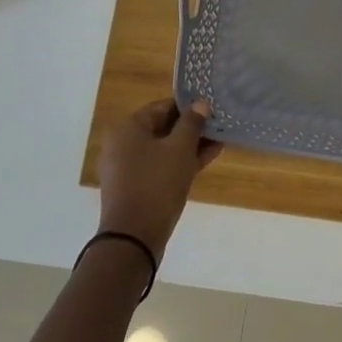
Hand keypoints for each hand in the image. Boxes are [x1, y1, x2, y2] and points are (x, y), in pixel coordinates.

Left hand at [97, 99, 221, 260]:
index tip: (212, 108)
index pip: (162, 106)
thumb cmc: (156, 184)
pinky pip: (159, 166)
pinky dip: (179, 162)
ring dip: (189, 145)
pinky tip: (206, 159)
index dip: (189, 106)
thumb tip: (200, 104)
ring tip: (218, 142)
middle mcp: (123, 144)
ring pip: (163, 148)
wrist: (133, 238)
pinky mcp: (134, 187)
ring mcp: (127, 167)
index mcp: (128, 128)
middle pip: (162, 127)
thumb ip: (192, 123)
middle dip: (191, 127)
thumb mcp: (180, 149)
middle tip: (218, 125)